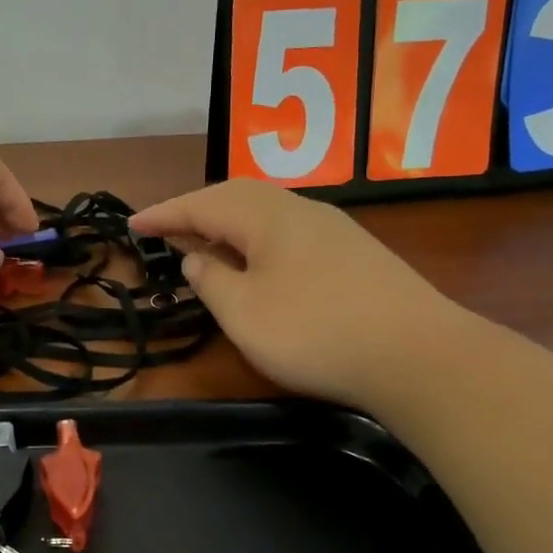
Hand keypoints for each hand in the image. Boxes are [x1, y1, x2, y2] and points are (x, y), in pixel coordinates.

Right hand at [130, 179, 467, 409]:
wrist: (420, 356)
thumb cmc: (316, 332)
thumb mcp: (244, 313)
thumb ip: (211, 280)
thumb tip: (197, 258)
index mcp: (266, 215)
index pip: (202, 204)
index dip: (164, 214)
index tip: (132, 225)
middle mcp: (300, 209)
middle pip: (236, 196)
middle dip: (196, 210)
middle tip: (166, 229)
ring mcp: (333, 229)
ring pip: (266, 212)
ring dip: (229, 223)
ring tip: (205, 242)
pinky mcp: (355, 254)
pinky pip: (288, 232)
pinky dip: (258, 240)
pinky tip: (259, 264)